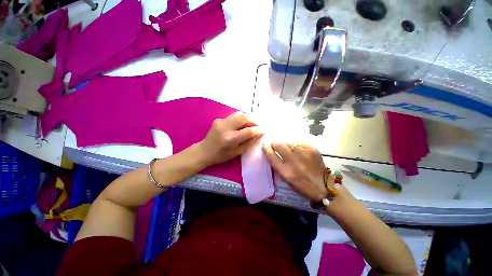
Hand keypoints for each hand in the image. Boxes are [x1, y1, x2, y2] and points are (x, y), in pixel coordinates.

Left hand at [198, 112, 262, 166]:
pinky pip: (232, 116)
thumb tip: (258, 133)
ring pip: (238, 114)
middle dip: (254, 120)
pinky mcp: (218, 119)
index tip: (264, 130)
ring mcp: (221, 122)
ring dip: (247, 117)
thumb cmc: (222, 155)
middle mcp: (226, 128)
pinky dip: (239, 119)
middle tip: (258, 124)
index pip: (249, 131)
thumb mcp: (237, 152)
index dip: (258, 130)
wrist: (205, 151)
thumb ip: (249, 142)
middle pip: (243, 117)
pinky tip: (241, 124)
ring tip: (252, 123)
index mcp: (231, 139)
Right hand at [262, 142, 327, 201]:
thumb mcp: (286, 178)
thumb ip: (278, 165)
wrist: (322, 186)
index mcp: (285, 172)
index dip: (266, 149)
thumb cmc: (301, 184)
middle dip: (275, 144)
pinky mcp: (312, 149)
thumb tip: (272, 151)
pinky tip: (300, 152)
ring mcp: (303, 154)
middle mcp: (293, 161)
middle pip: (278, 145)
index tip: (265, 146)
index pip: (271, 156)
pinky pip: (299, 143)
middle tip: (276, 145)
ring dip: (287, 146)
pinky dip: (297, 147)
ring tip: (291, 151)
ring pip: (289, 143)